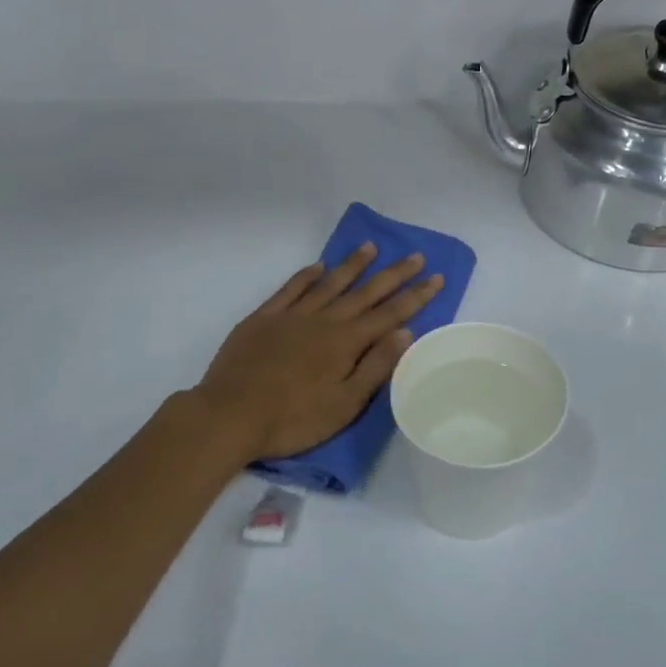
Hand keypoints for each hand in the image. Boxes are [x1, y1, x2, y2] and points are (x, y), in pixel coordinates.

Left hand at [193, 244, 444, 463]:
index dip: (415, 296)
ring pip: (329, 283)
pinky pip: (290, 289)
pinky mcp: (263, 318)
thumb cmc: (292, 419)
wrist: (230, 415)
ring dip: (352, 265)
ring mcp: (291, 315)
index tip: (436, 277)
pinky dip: (306, 275)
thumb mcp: (344, 404)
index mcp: (345, 343)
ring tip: (371, 247)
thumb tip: (405, 332)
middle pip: (364, 292)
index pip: (389, 314)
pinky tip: (317, 267)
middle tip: (416, 256)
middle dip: (393, 274)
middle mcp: (322, 320)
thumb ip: (375, 367)